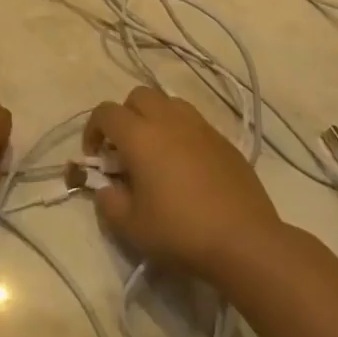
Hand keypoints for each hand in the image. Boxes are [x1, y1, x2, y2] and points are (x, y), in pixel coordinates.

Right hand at [85, 86, 280, 284]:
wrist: (244, 240)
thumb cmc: (180, 231)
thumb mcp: (131, 226)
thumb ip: (109, 202)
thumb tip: (106, 188)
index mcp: (140, 136)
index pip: (106, 112)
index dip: (93, 129)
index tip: (96, 157)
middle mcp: (168, 120)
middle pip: (138, 96)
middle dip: (125, 116)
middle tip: (125, 150)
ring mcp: (200, 127)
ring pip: (168, 103)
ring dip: (154, 118)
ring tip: (156, 151)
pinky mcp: (224, 140)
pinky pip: (194, 122)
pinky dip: (181, 132)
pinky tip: (186, 165)